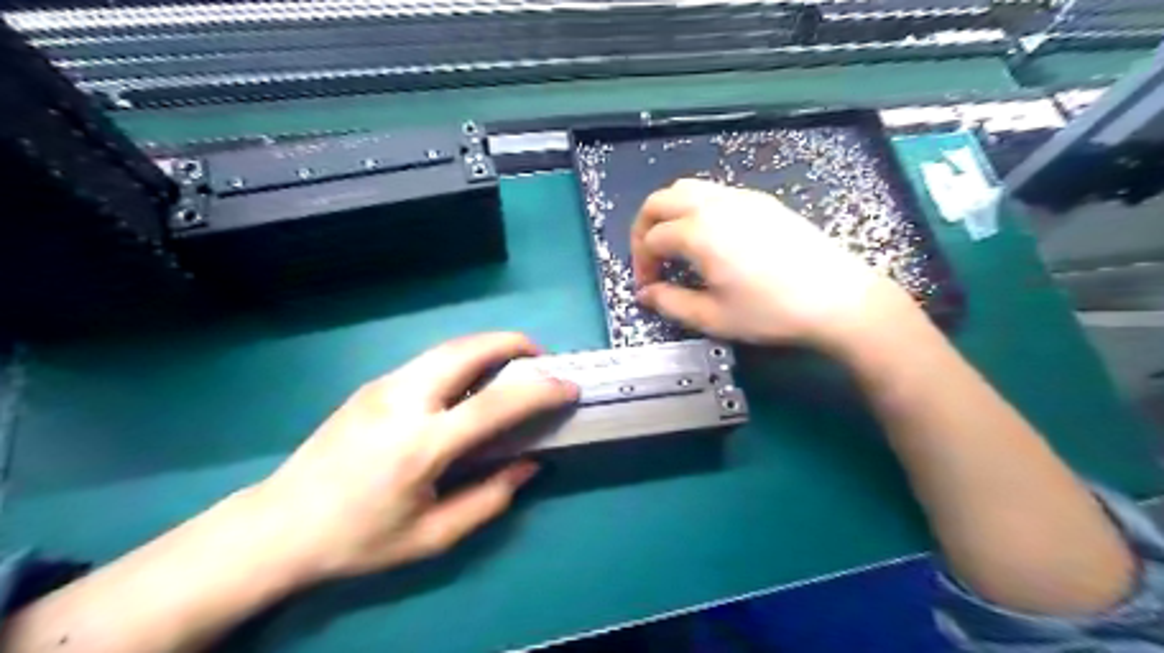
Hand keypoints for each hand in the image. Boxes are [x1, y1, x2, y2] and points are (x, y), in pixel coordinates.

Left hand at [249, 335, 571, 584]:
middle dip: (513, 343)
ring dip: (488, 346)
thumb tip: (530, 464)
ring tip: (512, 365)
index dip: (540, 390)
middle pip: (468, 350)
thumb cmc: (359, 539)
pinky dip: (463, 358)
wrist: (278, 526)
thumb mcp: (432, 537)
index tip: (569, 387)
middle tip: (541, 358)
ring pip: (448, 347)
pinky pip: (430, 360)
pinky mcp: (372, 384)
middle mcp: (403, 401)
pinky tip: (470, 384)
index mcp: (421, 445)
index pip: (496, 403)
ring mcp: (383, 386)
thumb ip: (490, 498)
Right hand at [629, 179, 918, 351]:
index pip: (652, 238)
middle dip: (644, 228)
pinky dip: (696, 209)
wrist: (837, 299)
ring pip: (687, 189)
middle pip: (660, 200)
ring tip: (675, 246)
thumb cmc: (770, 312)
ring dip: (669, 214)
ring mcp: (741, 197)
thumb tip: (645, 294)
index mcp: (699, 232)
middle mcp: (715, 204)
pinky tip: (709, 239)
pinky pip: (715, 193)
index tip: (649, 288)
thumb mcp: (712, 317)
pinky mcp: (762, 201)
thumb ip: (670, 303)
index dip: (641, 263)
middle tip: (650, 259)